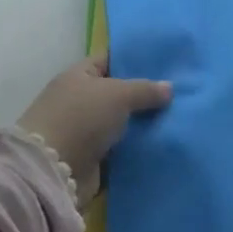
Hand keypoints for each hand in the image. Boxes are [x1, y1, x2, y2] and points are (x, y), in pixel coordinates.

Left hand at [17, 55, 171, 201]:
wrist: (53, 171)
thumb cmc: (81, 118)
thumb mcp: (118, 94)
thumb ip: (145, 90)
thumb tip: (169, 88)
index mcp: (79, 76)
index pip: (109, 60)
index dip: (134, 59)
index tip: (164, 62)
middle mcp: (80, 101)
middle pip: (118, 93)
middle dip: (144, 95)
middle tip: (179, 92)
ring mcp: (85, 131)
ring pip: (122, 123)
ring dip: (143, 125)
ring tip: (178, 118)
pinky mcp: (92, 159)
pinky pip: (121, 150)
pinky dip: (137, 149)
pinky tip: (164, 144)